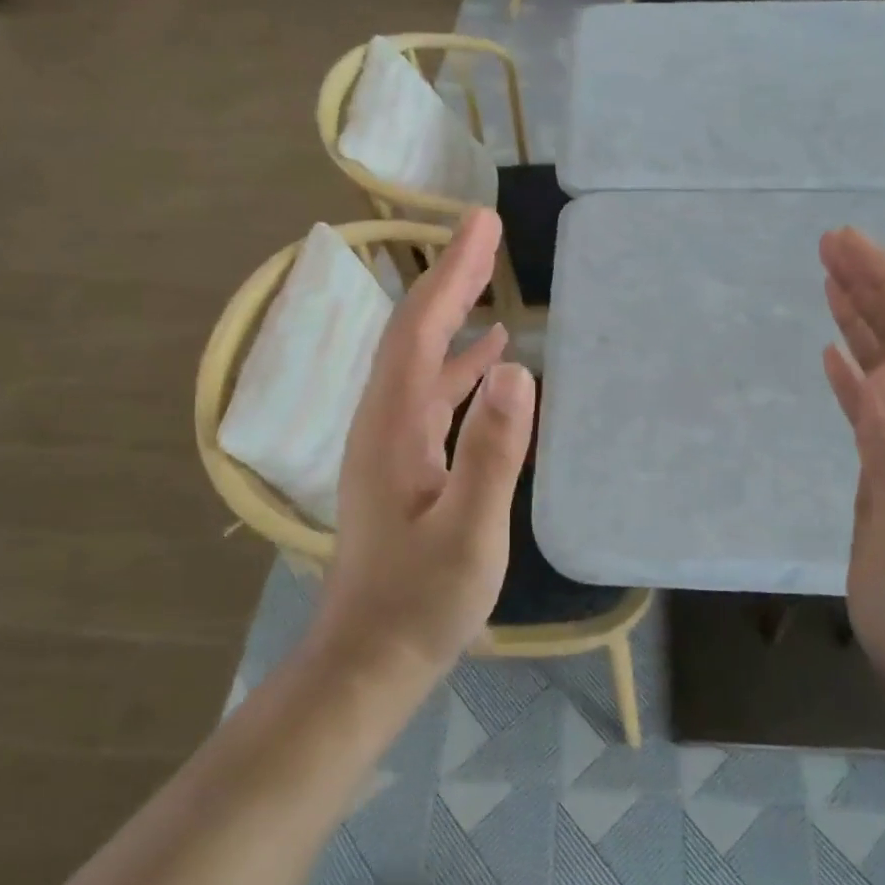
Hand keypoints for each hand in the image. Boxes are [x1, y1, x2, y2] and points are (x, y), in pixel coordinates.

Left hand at [314, 208, 536, 681]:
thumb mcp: (470, 532)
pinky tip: (487, 363)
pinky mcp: (402, 466)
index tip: (481, 224)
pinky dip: (457, 367)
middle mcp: (382, 422)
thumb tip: (516, 370)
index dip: (451, 273)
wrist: (368, 660)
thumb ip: (493, 451)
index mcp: (393, 426)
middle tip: (484, 232)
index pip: (420, 330)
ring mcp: (389, 444)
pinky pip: (430, 397)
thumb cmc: (421, 603)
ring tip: (488, 281)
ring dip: (452, 317)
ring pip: (420, 362)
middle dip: (449, 278)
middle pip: (413, 334)